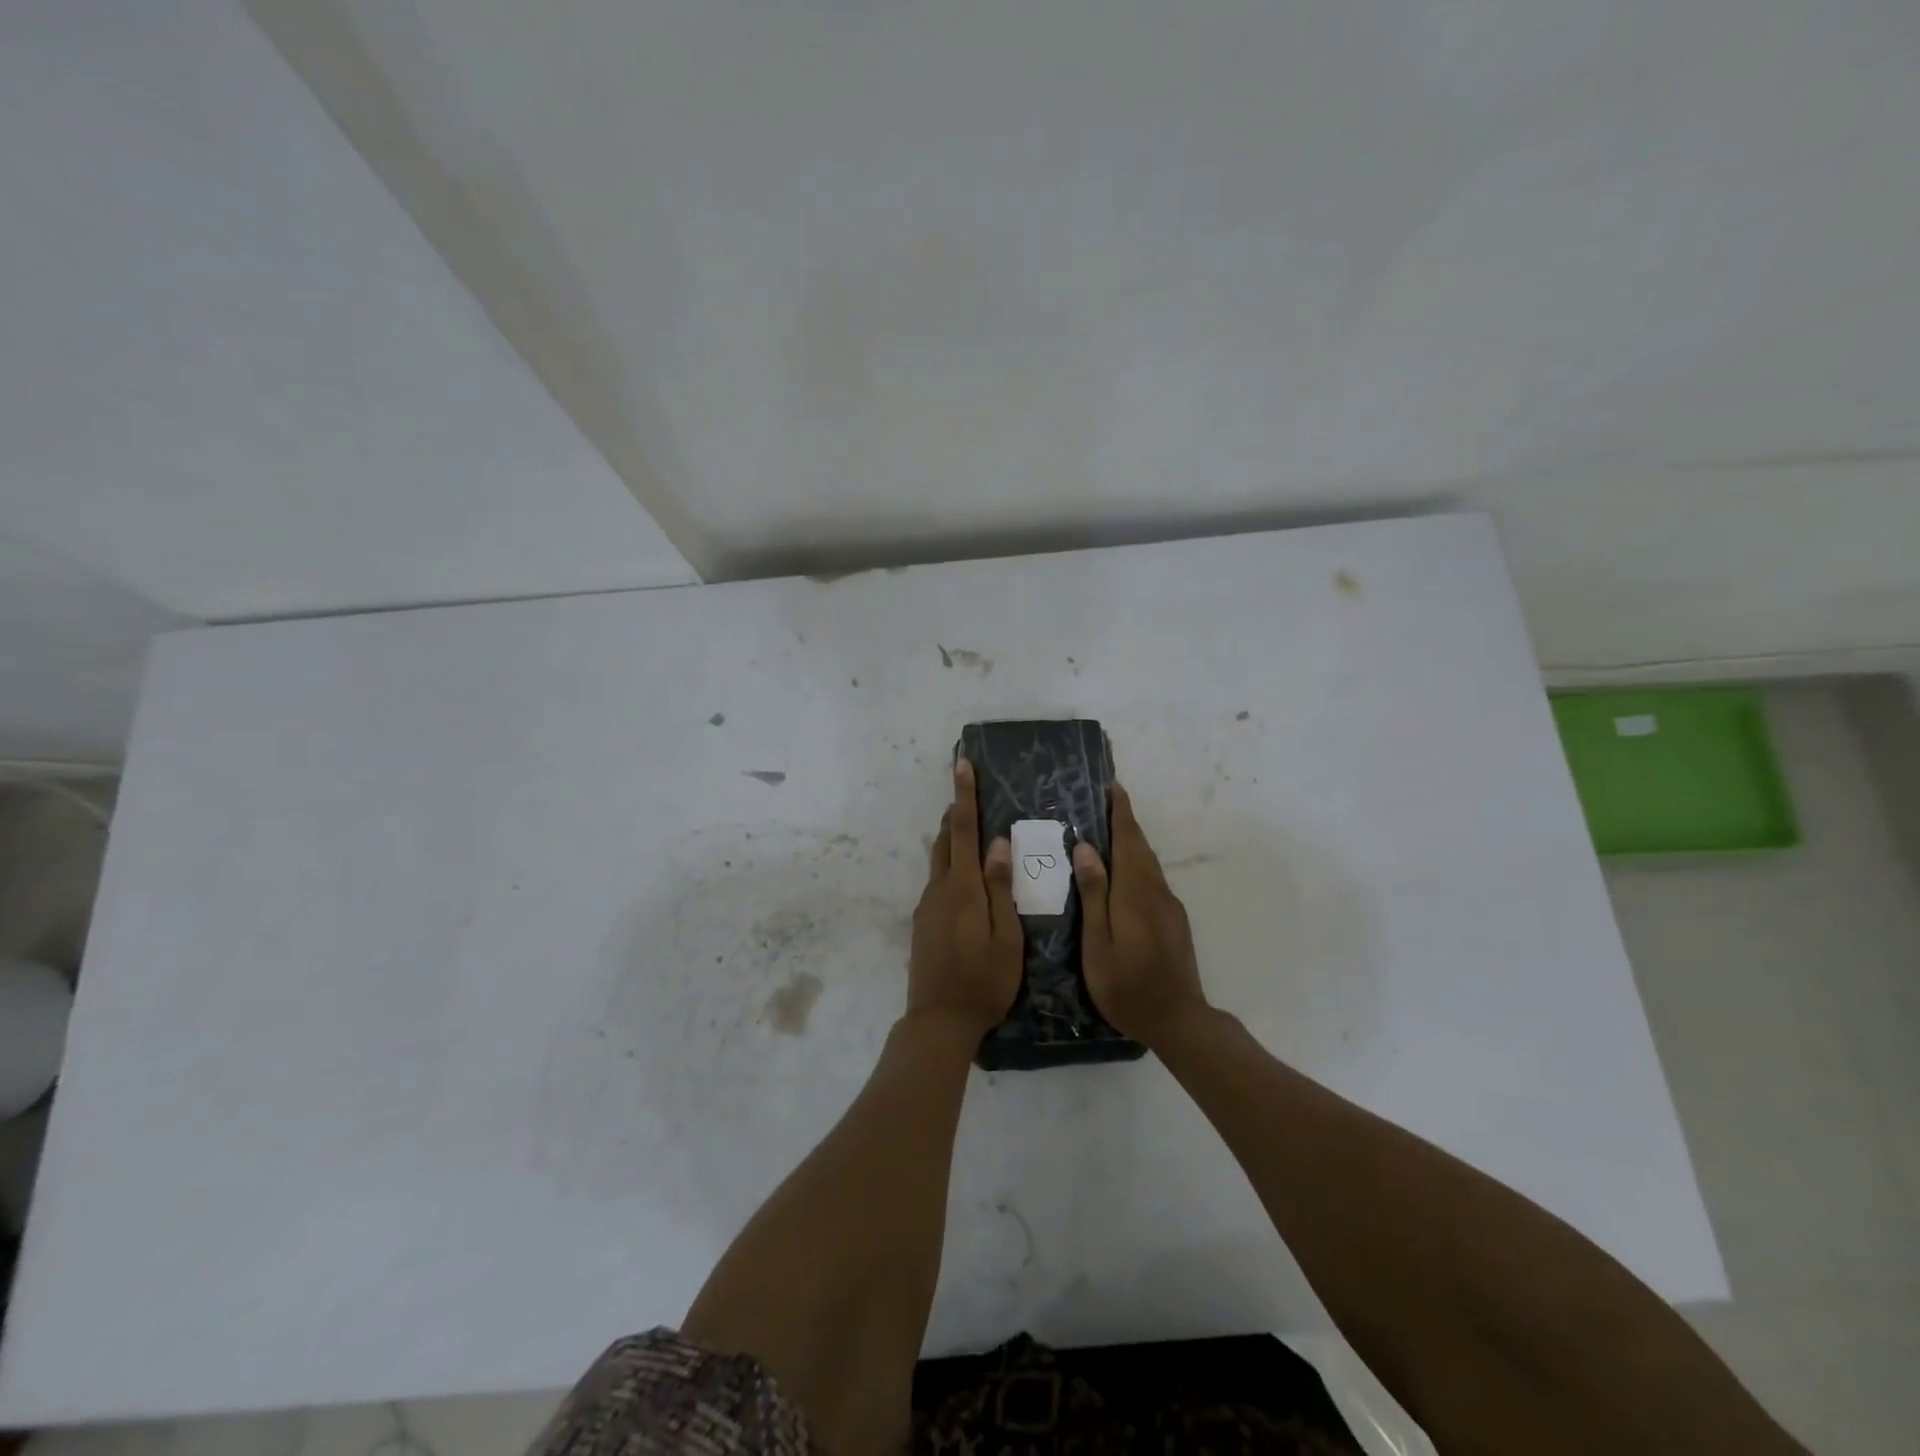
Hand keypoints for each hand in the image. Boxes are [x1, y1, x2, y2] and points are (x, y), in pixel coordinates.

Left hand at [908, 760, 1022, 1037]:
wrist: (938, 1022)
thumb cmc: (984, 982)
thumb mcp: (1006, 938)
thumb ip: (1001, 888)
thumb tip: (998, 843)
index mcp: (963, 889)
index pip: (962, 830)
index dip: (964, 796)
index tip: (962, 765)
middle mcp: (939, 890)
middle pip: (945, 840)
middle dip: (955, 813)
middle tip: (969, 793)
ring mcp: (926, 907)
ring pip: (939, 862)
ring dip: (952, 841)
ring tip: (973, 833)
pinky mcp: (922, 923)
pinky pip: (938, 883)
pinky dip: (950, 868)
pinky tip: (967, 883)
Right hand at [1073, 784, 1208, 1047]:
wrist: (1178, 1019)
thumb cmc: (1127, 987)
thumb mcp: (1098, 946)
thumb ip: (1093, 896)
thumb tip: (1086, 849)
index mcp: (1134, 894)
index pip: (1128, 841)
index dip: (1120, 813)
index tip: (1113, 787)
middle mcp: (1156, 892)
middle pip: (1141, 846)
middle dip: (1126, 820)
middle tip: (1107, 800)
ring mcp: (1169, 906)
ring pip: (1149, 862)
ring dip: (1132, 840)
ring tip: (1111, 828)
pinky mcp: (1174, 920)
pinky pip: (1153, 878)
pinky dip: (1138, 862)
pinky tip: (1124, 871)